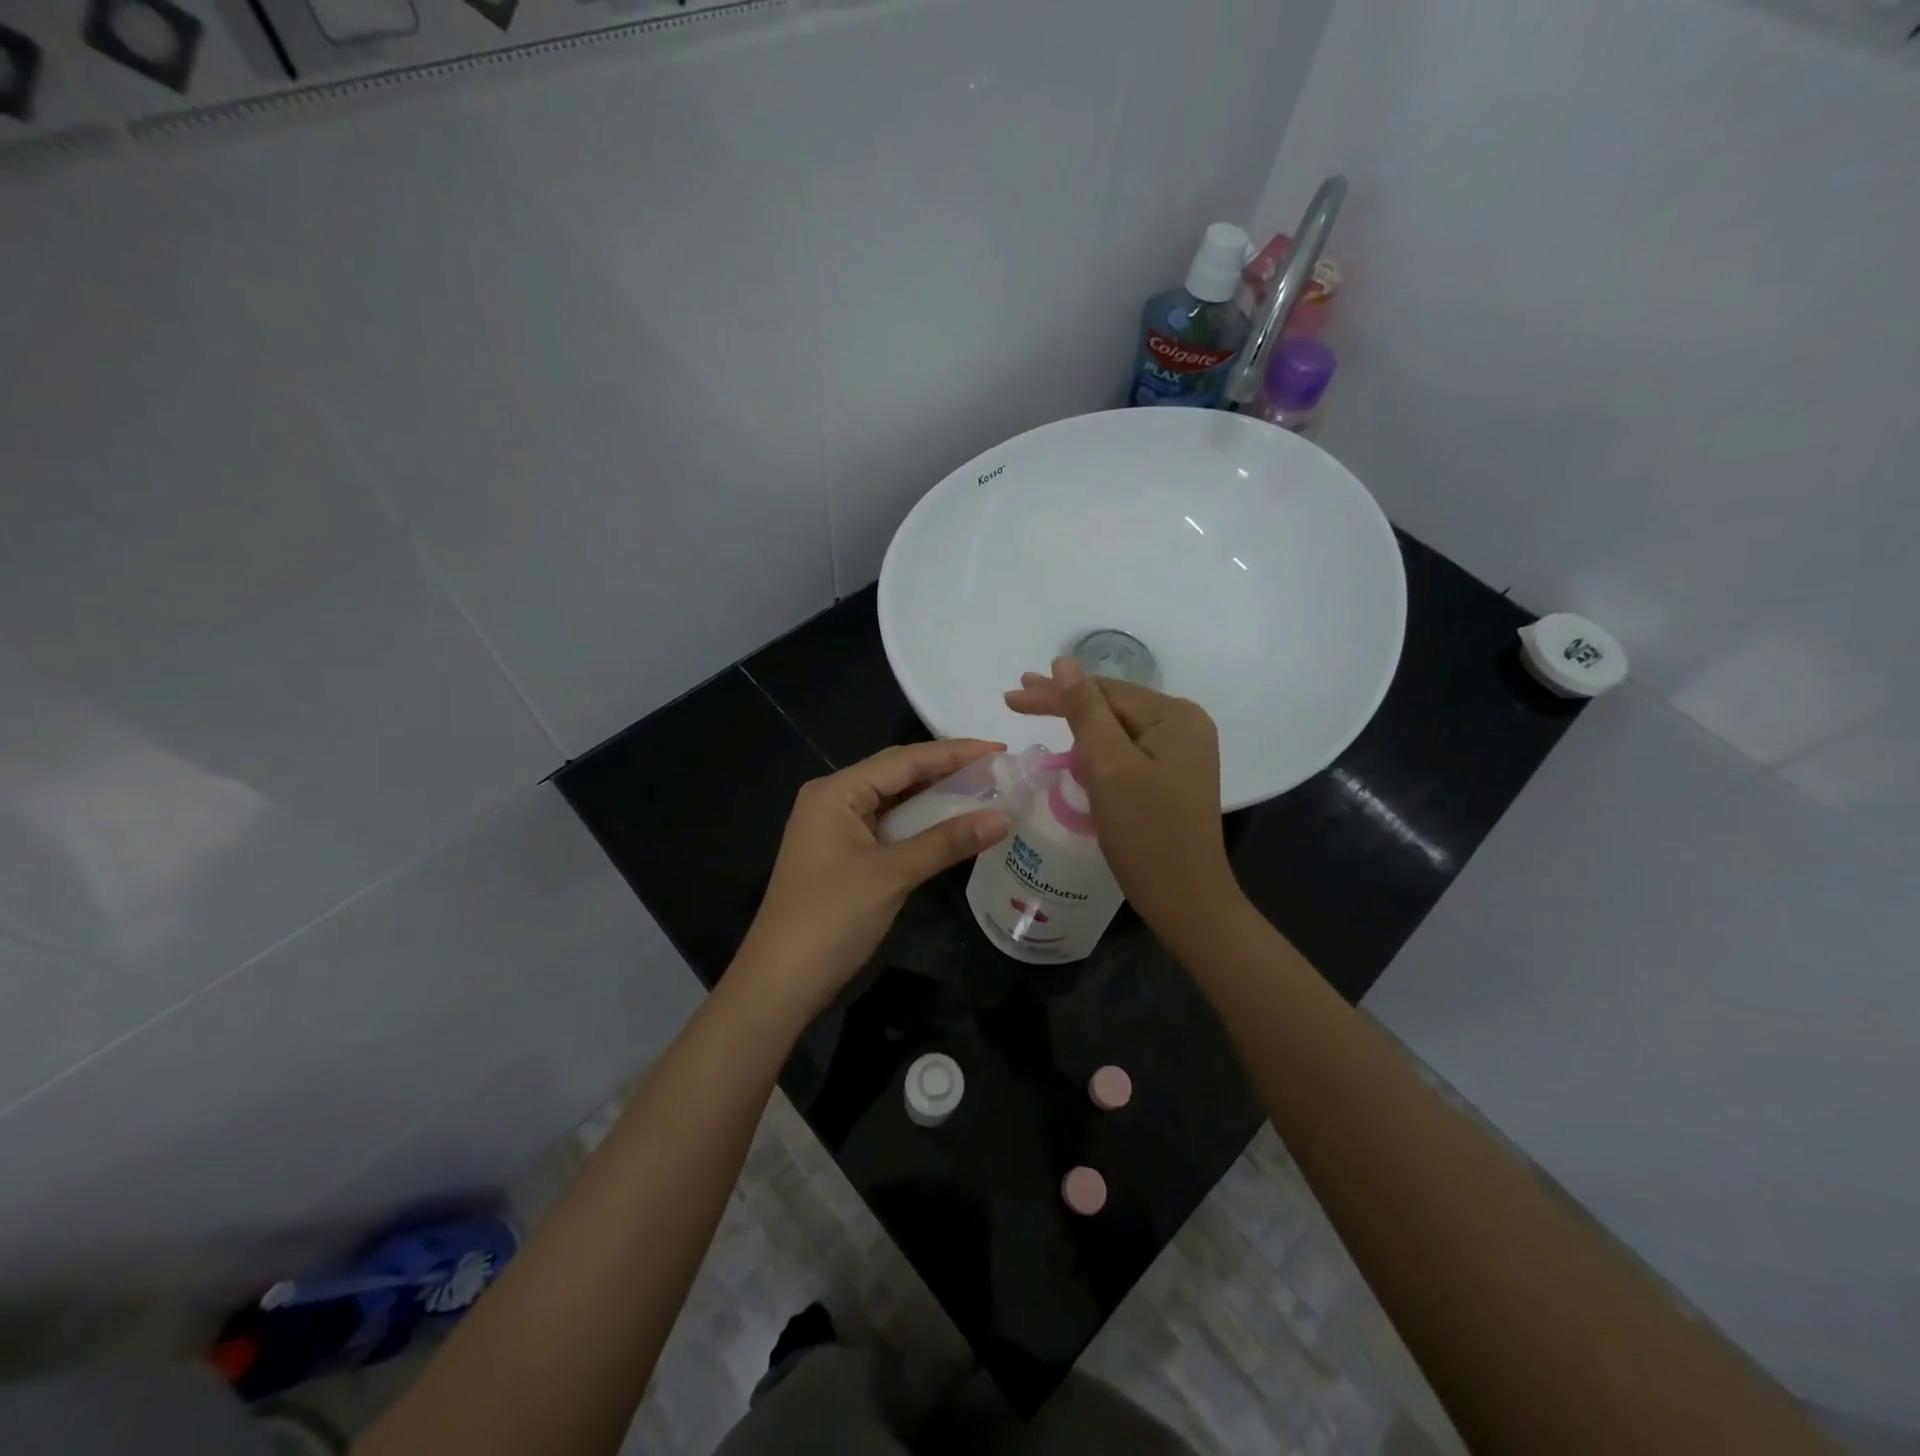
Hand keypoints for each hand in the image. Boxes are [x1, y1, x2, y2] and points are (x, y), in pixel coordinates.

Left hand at [734, 740, 1010, 1016]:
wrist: (780, 981)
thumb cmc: (832, 918)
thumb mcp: (892, 875)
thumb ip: (947, 842)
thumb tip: (1003, 818)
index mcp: (836, 791)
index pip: (904, 759)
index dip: (954, 753)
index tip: (999, 749)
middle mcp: (833, 799)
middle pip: (897, 774)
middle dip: (946, 770)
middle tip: (997, 769)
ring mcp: (835, 828)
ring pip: (894, 801)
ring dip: (935, 798)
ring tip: (984, 791)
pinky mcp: (841, 854)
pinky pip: (888, 826)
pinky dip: (920, 824)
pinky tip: (951, 825)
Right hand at [1005, 659, 1237, 938]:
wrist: (1185, 901)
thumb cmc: (1146, 832)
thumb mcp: (1109, 766)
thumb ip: (1085, 711)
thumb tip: (1064, 663)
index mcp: (1176, 717)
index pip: (1105, 692)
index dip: (1056, 692)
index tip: (1011, 695)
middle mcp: (1184, 727)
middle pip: (1112, 706)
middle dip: (1064, 703)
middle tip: (1016, 697)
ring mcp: (1180, 754)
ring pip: (1117, 729)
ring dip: (1077, 724)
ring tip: (1037, 712)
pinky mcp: (1170, 779)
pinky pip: (1125, 751)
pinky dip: (1095, 749)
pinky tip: (1073, 748)